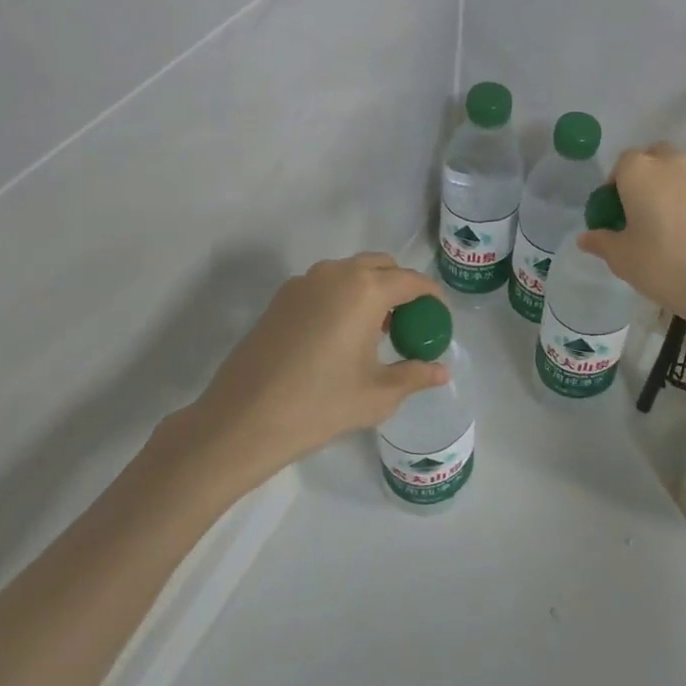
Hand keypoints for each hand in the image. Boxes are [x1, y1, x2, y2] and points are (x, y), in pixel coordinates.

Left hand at [163, 254, 449, 486]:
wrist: (243, 419)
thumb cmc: (320, 405)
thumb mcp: (377, 394)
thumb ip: (414, 376)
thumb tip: (441, 372)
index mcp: (366, 290)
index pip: (411, 281)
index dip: (431, 296)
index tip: (439, 315)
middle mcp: (336, 274)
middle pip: (380, 266)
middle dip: (400, 286)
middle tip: (408, 322)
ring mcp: (304, 283)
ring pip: (350, 273)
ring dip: (370, 290)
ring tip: (375, 331)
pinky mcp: (281, 298)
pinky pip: (325, 286)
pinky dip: (342, 298)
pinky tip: (340, 336)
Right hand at [577, 144, 685, 327]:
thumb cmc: (663, 264)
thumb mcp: (622, 258)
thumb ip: (601, 241)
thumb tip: (586, 237)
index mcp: (640, 171)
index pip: (621, 164)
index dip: (615, 186)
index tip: (614, 212)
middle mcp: (672, 164)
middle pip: (653, 158)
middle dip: (644, 177)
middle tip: (639, 211)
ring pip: (678, 172)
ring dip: (669, 187)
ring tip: (666, 223)